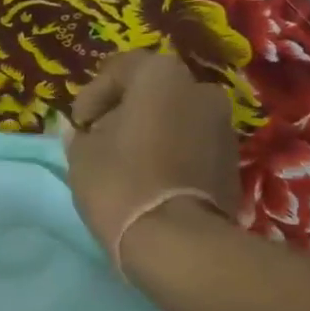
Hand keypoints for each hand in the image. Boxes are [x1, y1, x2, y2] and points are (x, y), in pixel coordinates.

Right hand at [65, 50, 240, 270]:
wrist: (176, 241)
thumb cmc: (120, 184)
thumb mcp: (82, 156)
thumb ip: (79, 136)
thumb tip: (79, 131)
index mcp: (161, 75)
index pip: (119, 69)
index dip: (91, 96)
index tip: (78, 126)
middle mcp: (200, 88)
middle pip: (152, 93)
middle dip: (124, 113)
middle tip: (100, 142)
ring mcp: (223, 124)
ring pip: (175, 119)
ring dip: (150, 133)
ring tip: (126, 165)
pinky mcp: (232, 160)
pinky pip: (191, 146)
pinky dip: (170, 154)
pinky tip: (150, 181)